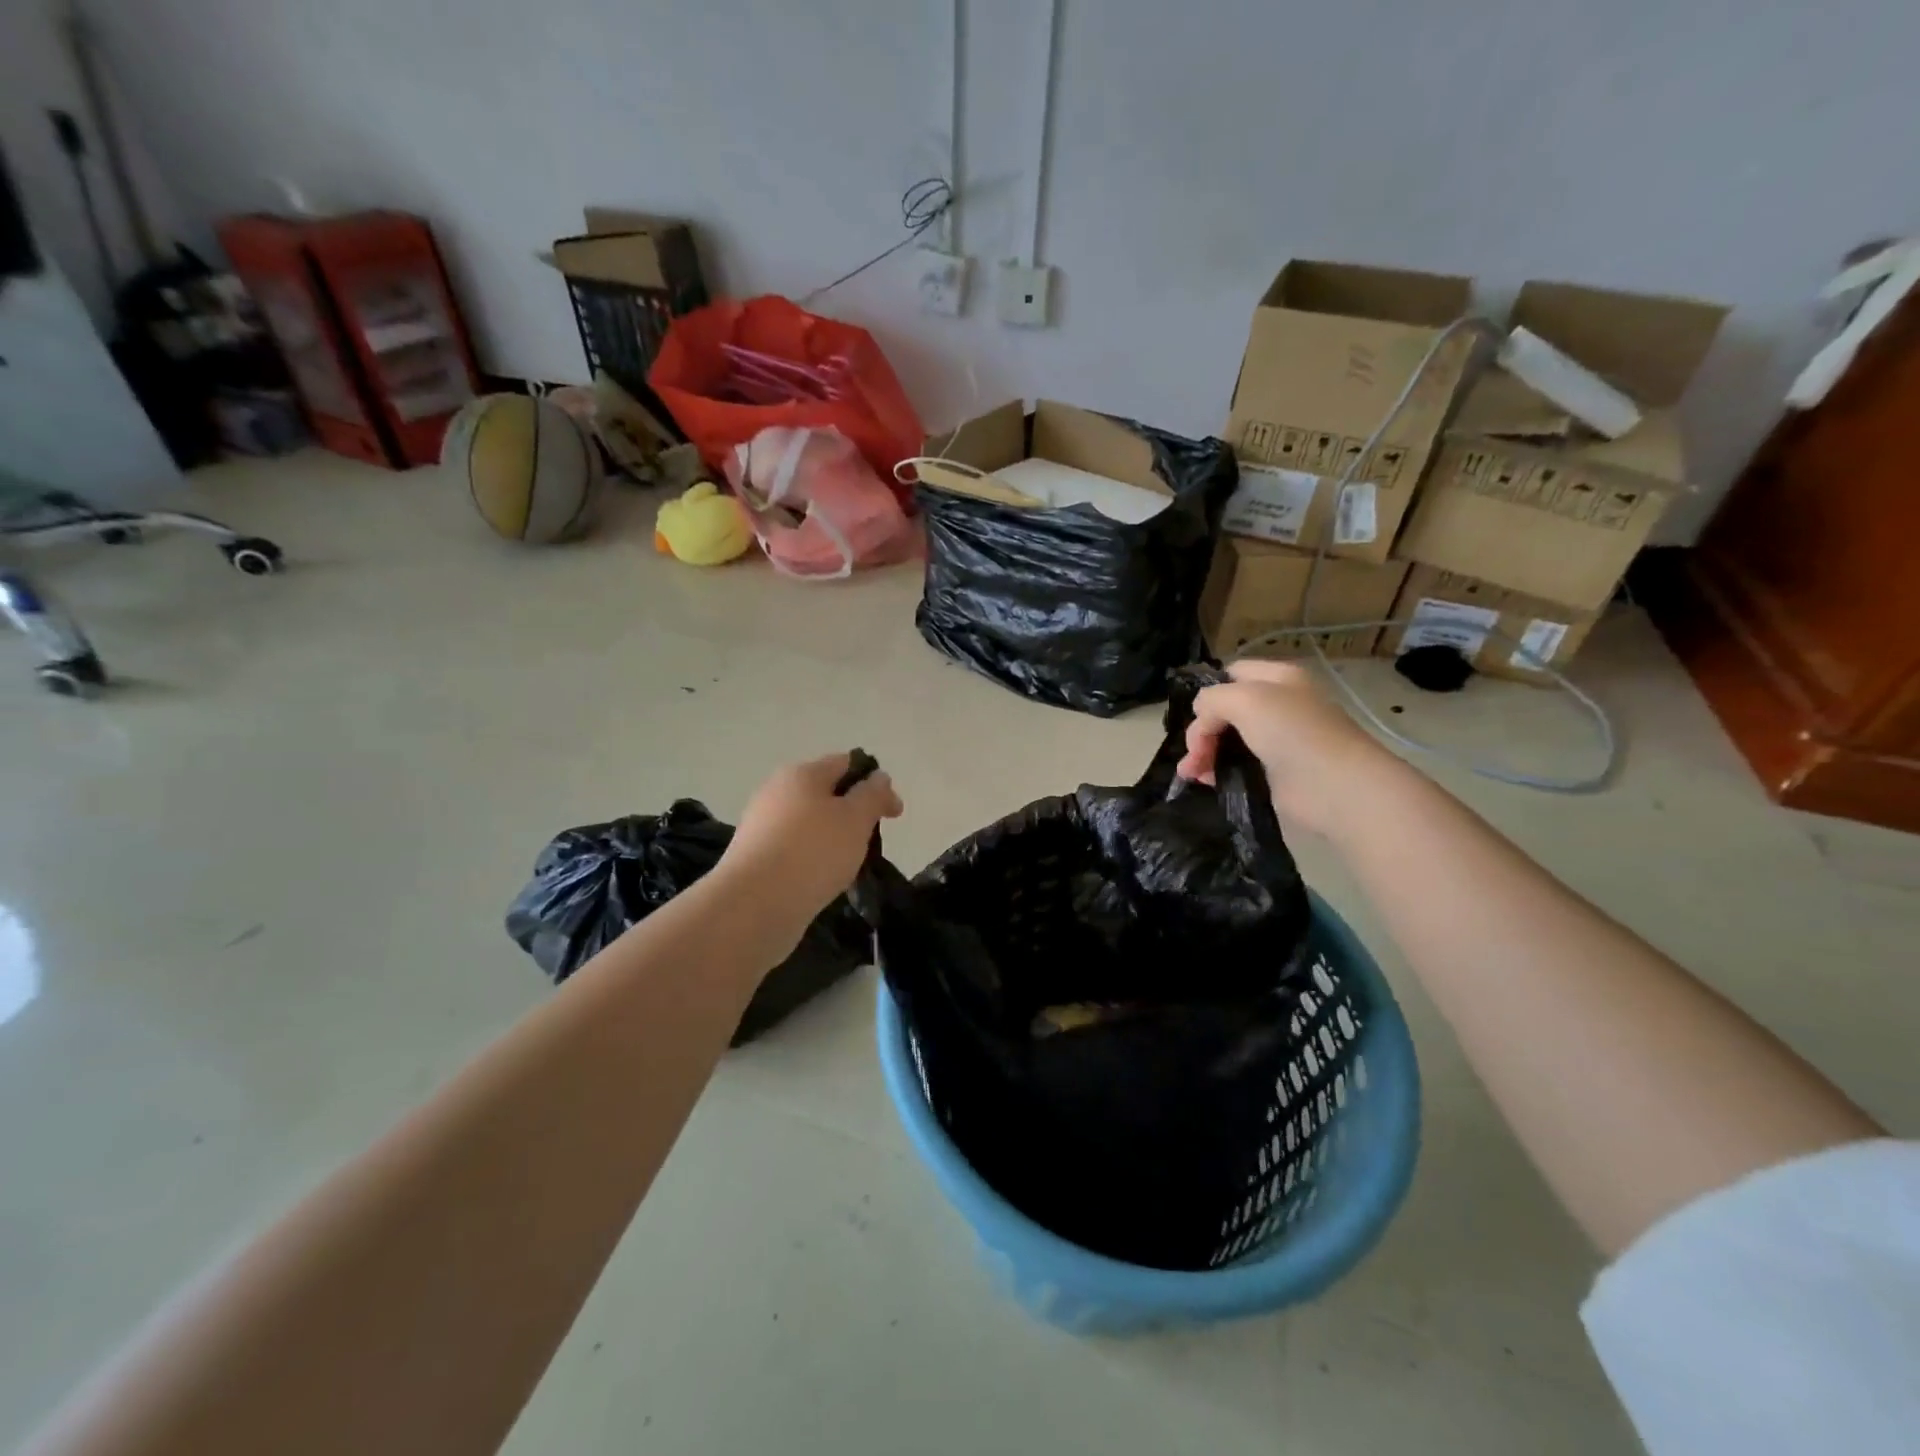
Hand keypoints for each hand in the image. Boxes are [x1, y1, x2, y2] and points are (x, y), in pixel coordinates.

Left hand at [715, 753, 903, 949]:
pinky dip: (812, 860)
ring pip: (809, 824)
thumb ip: (873, 794)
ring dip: (833, 839)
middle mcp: (777, 792)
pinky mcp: (754, 857)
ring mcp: (762, 825)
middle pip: (825, 793)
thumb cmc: (813, 852)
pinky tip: (821, 882)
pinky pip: (794, 850)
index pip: (846, 763)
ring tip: (849, 868)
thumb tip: (878, 777)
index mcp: (802, 773)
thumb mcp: (856, 819)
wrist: (753, 905)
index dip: (875, 782)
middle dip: (853, 813)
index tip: (893, 813)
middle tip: (872, 843)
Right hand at [1177, 660, 1390, 835]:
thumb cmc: (1292, 732)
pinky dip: (1217, 773)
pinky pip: (1236, 767)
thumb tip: (1200, 719)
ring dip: (1203, 754)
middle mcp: (1278, 705)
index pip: (1232, 674)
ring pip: (1227, 740)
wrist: (1334, 787)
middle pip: (1225, 710)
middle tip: (1193, 754)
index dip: (1210, 691)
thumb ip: (1212, 699)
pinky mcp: (1274, 773)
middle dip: (1201, 730)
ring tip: (1191, 774)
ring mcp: (1276, 741)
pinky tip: (1206, 782)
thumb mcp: (1245, 698)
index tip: (1194, 716)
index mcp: (1278, 678)